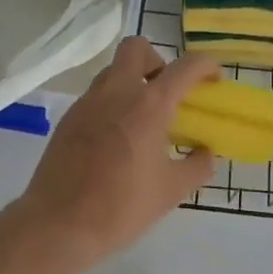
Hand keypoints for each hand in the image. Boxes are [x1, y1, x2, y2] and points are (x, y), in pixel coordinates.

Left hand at [9, 37, 218, 269]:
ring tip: (143, 120)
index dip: (205, 66)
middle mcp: (116, 92)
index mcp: (148, 105)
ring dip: (133, 82)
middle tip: (168, 92)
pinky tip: (116, 140)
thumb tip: (206, 152)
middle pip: (137, 48)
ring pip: (113, 71)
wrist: (58, 225)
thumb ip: (197, 166)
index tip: (214, 80)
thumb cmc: (121, 207)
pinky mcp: (68, 119)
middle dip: (158, 60)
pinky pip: (96, 97)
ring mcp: (87, 103)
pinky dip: (112, 104)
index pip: (184, 66)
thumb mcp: (172, 191)